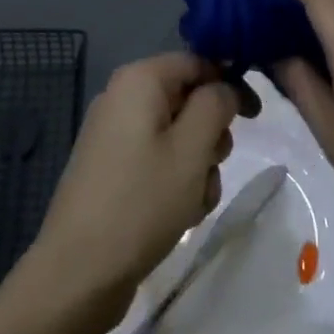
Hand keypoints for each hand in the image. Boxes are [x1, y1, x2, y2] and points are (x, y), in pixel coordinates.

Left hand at [22, 53, 237, 333]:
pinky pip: (157, 160)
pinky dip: (175, 181)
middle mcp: (122, 98)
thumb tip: (223, 86)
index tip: (255, 117)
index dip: (229, 83)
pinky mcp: (111, 168)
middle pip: (187, 99)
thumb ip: (215, 105)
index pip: (197, 61)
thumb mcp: (192, 149)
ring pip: (177, 135)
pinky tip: (178, 214)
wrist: (78, 272)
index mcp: (139, 80)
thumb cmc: (142, 201)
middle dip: (211, 134)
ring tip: (193, 201)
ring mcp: (113, 135)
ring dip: (197, 165)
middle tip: (213, 165)